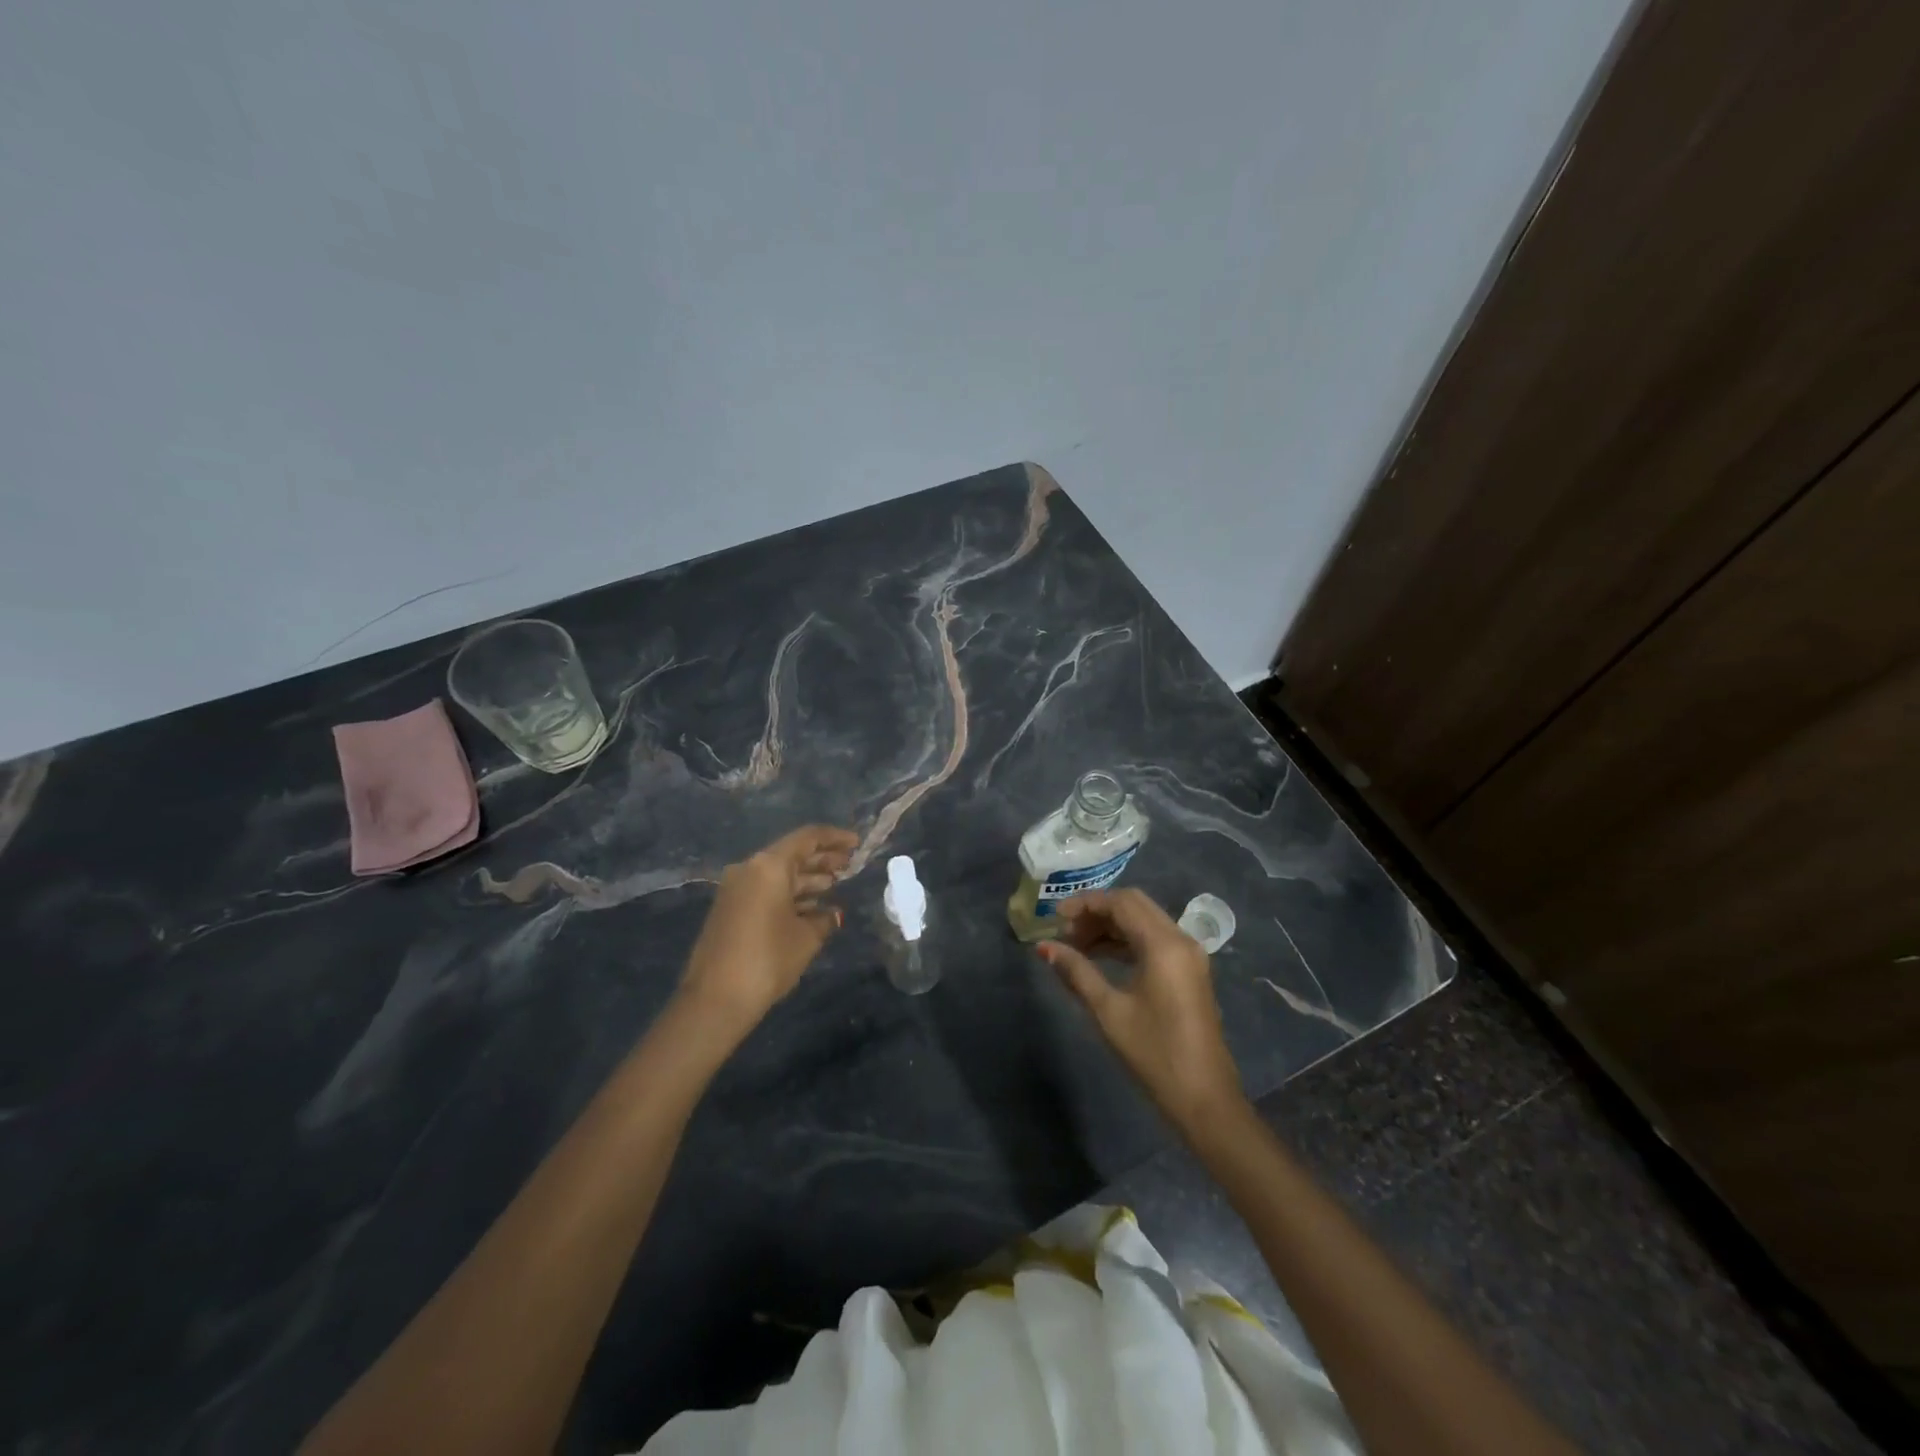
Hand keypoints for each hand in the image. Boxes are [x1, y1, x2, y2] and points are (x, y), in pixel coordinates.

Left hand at [679, 825, 857, 1034]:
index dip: (834, 838)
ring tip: (835, 885)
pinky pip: (766, 891)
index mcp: (768, 866)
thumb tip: (832, 914)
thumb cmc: (768, 959)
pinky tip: (812, 909)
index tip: (856, 843)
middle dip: (822, 859)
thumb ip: (824, 919)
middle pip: (792, 855)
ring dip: (807, 879)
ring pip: (779, 875)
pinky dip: (790, 895)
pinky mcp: (730, 910)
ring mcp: (736, 890)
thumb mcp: (806, 938)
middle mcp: (749, 869)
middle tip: (850, 865)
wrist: (715, 999)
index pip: (807, 838)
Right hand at [1040, 888, 1246, 1133]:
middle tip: (1066, 931)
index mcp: (1164, 944)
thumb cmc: (1154, 1054)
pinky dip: (1126, 941)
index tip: (1055, 918)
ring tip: (1076, 946)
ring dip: (1111, 927)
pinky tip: (1100, 957)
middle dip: (1097, 912)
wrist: (1204, 1100)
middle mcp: (1181, 940)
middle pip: (1135, 905)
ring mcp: (1189, 956)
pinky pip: (1154, 940)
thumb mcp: (1108, 1011)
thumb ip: (1076, 972)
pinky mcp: (1190, 972)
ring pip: (1144, 922)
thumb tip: (1044, 947)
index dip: (1085, 904)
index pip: (1121, 902)